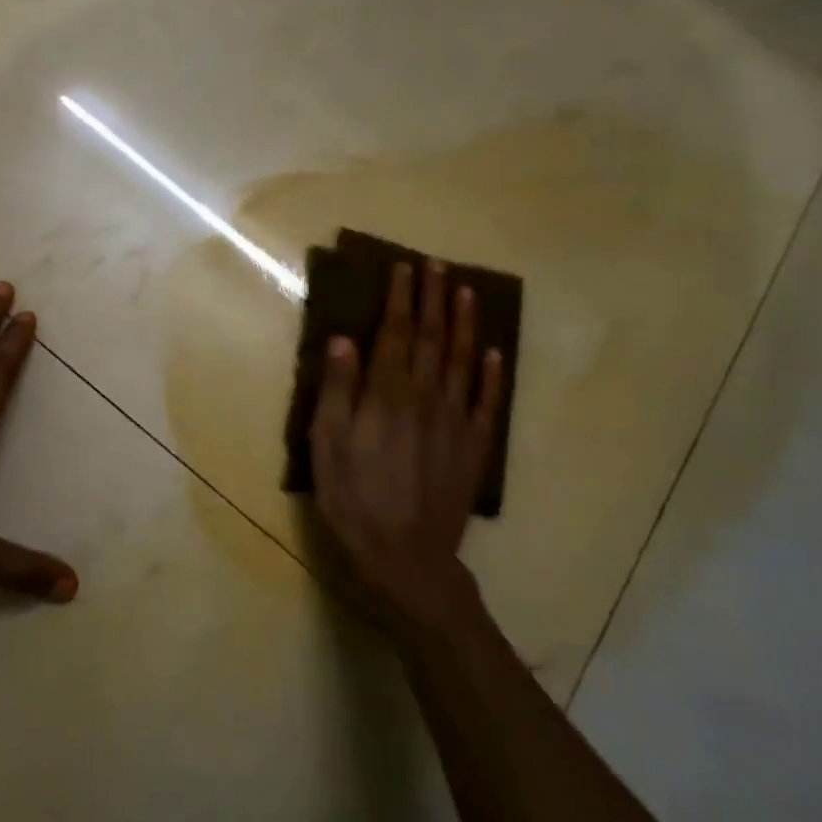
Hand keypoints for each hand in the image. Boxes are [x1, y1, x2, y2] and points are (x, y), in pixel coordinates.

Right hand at [310, 261, 503, 634]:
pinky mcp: (474, 448)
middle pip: (432, 339)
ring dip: (464, 324)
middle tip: (438, 265)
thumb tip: (343, 339)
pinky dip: (492, 375)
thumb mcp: (327, 445)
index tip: (404, 268)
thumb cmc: (353, 498)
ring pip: (463, 362)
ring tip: (467, 292)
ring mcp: (455, 422)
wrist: (405, 556)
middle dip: (434, 299)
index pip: (396, 334)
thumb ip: (337, 390)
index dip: (401, 299)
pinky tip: (493, 353)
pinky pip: (488, 403)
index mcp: (387, 395)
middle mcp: (426, 398)